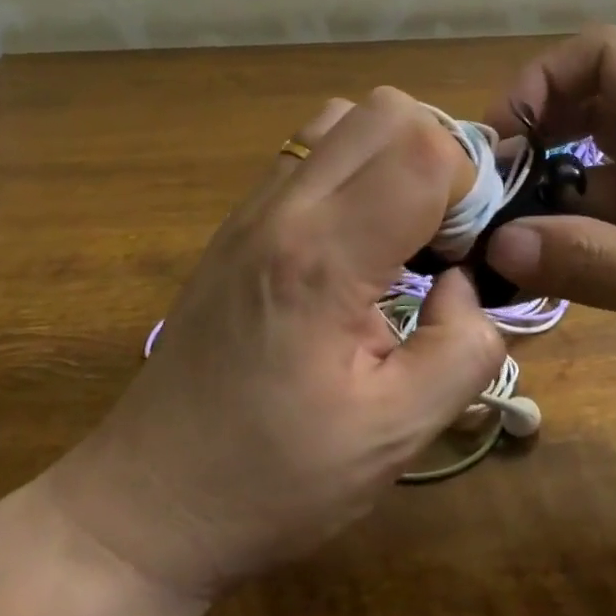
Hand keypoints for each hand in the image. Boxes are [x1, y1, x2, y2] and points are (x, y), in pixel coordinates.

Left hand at [43, 89, 505, 600]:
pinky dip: (358, 165)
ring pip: (347, 115)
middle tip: (445, 232)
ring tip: (406, 226)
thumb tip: (468, 283)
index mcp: (323, 259)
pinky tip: (361, 236)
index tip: (468, 252)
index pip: (422, 151)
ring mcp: (253, 207)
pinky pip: (313, 148)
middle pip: (387, 109)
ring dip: (395, 153)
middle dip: (440, 156)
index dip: (469, 188)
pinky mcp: (240, 220)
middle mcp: (284, 209)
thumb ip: (464, 346)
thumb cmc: (272, 481)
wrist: (146, 506)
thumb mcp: (397, 435)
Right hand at [482, 26, 615, 433]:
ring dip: (548, 199)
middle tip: (487, 200)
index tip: (503, 142)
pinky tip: (548, 277)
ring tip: (500, 247)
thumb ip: (592, 261)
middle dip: (533, 142)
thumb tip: (496, 246)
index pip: (601, 56)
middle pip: (588, 111)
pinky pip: (615, 223)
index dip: (543, 80)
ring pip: (596, 173)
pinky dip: (576, 240)